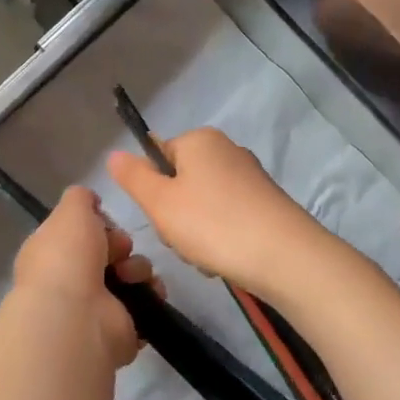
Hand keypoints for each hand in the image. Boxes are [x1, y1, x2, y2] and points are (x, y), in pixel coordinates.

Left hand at [13, 186, 158, 366]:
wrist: (76, 317)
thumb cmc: (68, 257)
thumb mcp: (71, 211)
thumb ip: (80, 198)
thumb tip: (90, 201)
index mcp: (52, 253)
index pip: (80, 233)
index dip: (98, 224)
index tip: (106, 221)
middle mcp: (71, 280)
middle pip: (109, 251)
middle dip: (121, 244)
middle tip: (121, 249)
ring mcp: (95, 307)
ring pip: (130, 275)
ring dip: (139, 268)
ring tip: (132, 275)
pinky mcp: (120, 328)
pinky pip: (144, 303)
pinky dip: (151, 295)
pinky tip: (149, 292)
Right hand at [107, 128, 331, 306]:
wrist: (285, 256)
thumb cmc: (213, 223)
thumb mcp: (160, 202)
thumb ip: (133, 177)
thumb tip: (114, 154)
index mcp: (199, 140)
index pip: (157, 156)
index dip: (152, 190)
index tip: (161, 217)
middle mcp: (226, 149)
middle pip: (180, 182)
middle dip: (175, 216)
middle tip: (183, 240)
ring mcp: (249, 176)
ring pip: (202, 204)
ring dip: (196, 233)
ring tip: (207, 255)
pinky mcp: (266, 202)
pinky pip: (227, 217)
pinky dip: (221, 238)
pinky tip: (226, 259)